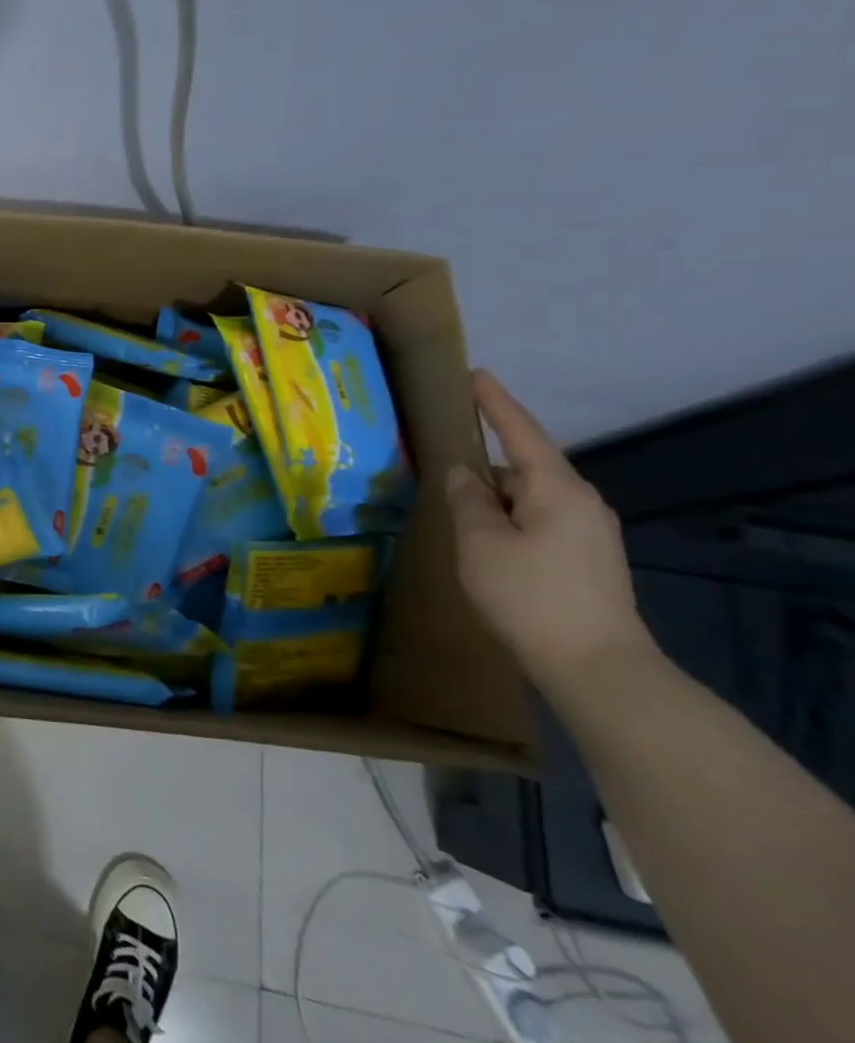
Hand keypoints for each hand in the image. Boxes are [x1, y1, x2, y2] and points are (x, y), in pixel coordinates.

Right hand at [446, 369, 655, 689]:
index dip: (495, 403)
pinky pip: (536, 520)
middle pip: (524, 466)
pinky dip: (507, 518)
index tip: (476, 374)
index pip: (521, 432)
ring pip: (528, 498)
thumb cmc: (530, 594)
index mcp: (557, 489)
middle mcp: (581, 503)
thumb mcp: (480, 542)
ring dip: (493, 497)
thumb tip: (463, 473)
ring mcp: (588, 533)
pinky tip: (484, 538)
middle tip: (443, 459)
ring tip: (455, 506)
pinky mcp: (585, 559)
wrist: (597, 668)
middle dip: (485, 463)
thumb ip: (467, 499)